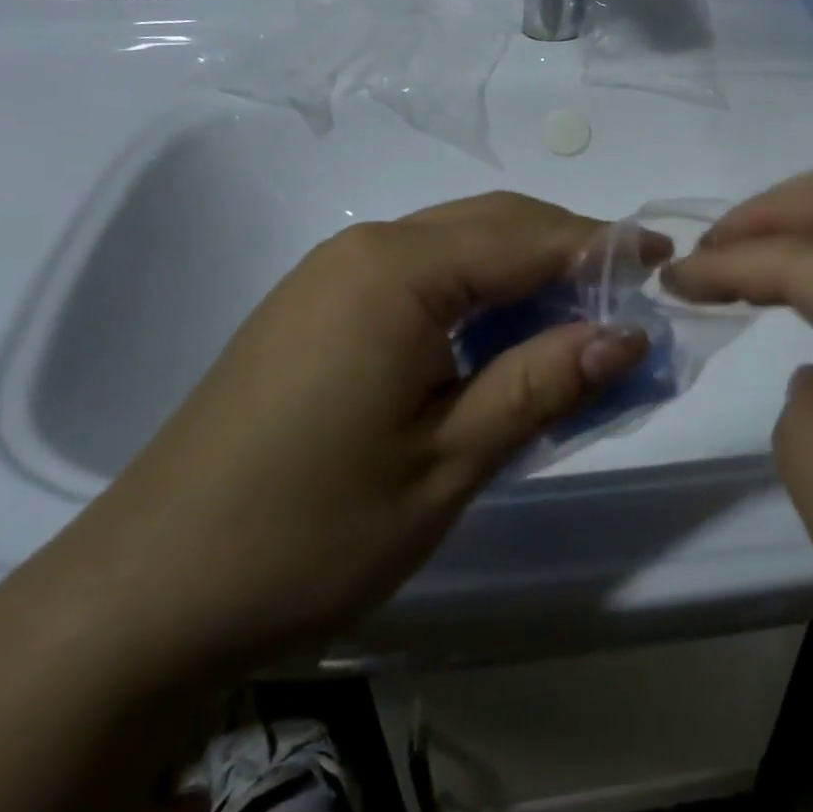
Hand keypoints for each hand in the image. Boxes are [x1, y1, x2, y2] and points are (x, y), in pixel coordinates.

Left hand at [50, 192, 651, 679]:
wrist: (150, 587)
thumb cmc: (310, 530)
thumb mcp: (448, 462)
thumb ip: (540, 384)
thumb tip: (625, 336)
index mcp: (397, 272)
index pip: (527, 237)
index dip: (602, 248)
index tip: (662, 262)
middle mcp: (362, 249)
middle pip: (491, 224)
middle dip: (566, 251)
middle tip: (627, 298)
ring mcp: (329, 274)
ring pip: (453, 245)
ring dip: (521, 271)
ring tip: (575, 321)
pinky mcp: (313, 307)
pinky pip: (416, 273)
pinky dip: (474, 292)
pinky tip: (496, 339)